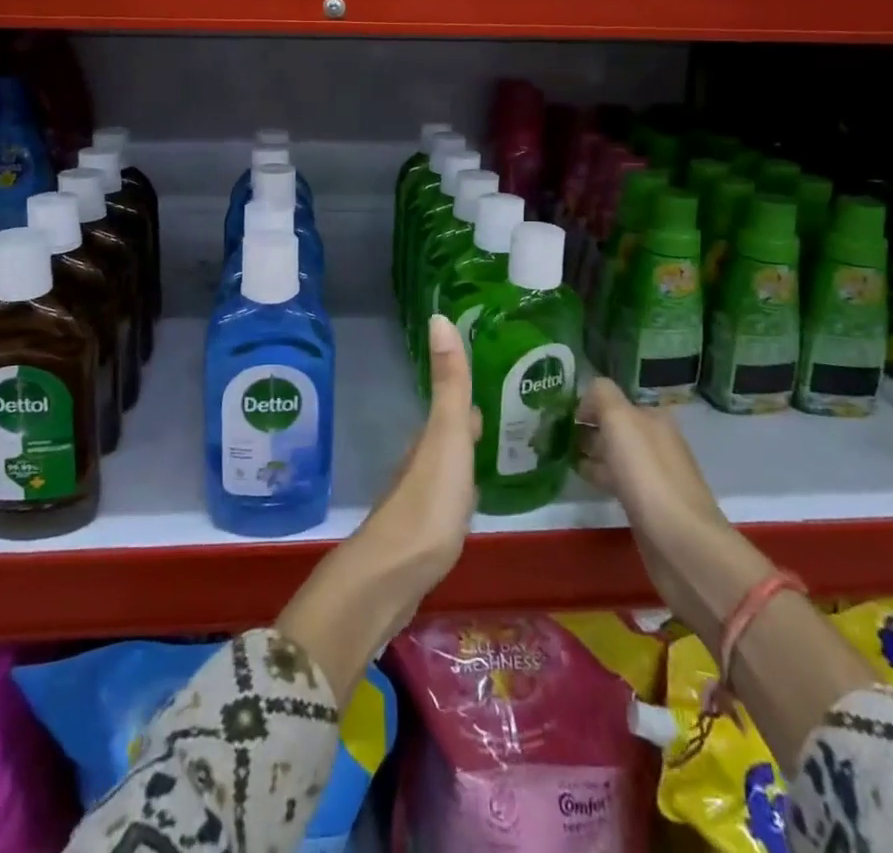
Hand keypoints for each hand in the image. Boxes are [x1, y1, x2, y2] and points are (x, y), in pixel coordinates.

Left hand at [360, 313, 481, 595]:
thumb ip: (449, 384)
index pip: (451, 408)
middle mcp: (420, 463)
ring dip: (463, 458)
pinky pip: (445, 501)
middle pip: (447, 437)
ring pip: (445, 467)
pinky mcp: (422, 534)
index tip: (491, 384)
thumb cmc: (428, 501)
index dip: (467, 397)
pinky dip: (460, 492)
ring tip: (490, 454)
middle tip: (499, 419)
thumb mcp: (446, 437)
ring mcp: (419, 499)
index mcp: (429, 440)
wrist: (393, 575)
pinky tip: (469, 504)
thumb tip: (438, 317)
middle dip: (468, 426)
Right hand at [577, 377, 769, 638]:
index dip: (588, 404)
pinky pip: (618, 480)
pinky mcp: (649, 506)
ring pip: (616, 454)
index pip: (615, 400)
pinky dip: (599, 475)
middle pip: (616, 427)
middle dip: (587, 428)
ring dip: (591, 452)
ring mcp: (655, 476)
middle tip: (553, 434)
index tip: (560, 415)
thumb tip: (587, 400)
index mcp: (654, 418)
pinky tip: (583, 479)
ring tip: (560, 454)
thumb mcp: (620, 419)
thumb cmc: (647, 475)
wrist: (681, 543)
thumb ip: (601, 395)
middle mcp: (658, 442)